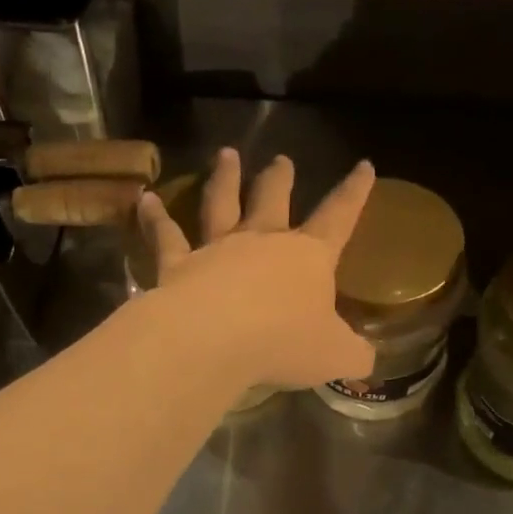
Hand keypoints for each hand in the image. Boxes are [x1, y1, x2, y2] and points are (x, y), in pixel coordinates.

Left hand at [137, 149, 377, 389]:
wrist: (214, 340)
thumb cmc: (283, 342)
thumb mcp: (335, 356)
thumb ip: (354, 354)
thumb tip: (367, 358)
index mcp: (308, 258)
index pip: (339, 218)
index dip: (354, 193)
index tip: (363, 165)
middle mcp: (263, 242)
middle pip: (273, 200)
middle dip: (280, 178)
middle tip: (282, 160)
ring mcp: (217, 249)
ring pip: (221, 204)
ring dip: (224, 178)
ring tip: (226, 155)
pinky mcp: (178, 264)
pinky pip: (166, 235)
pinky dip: (154, 217)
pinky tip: (145, 200)